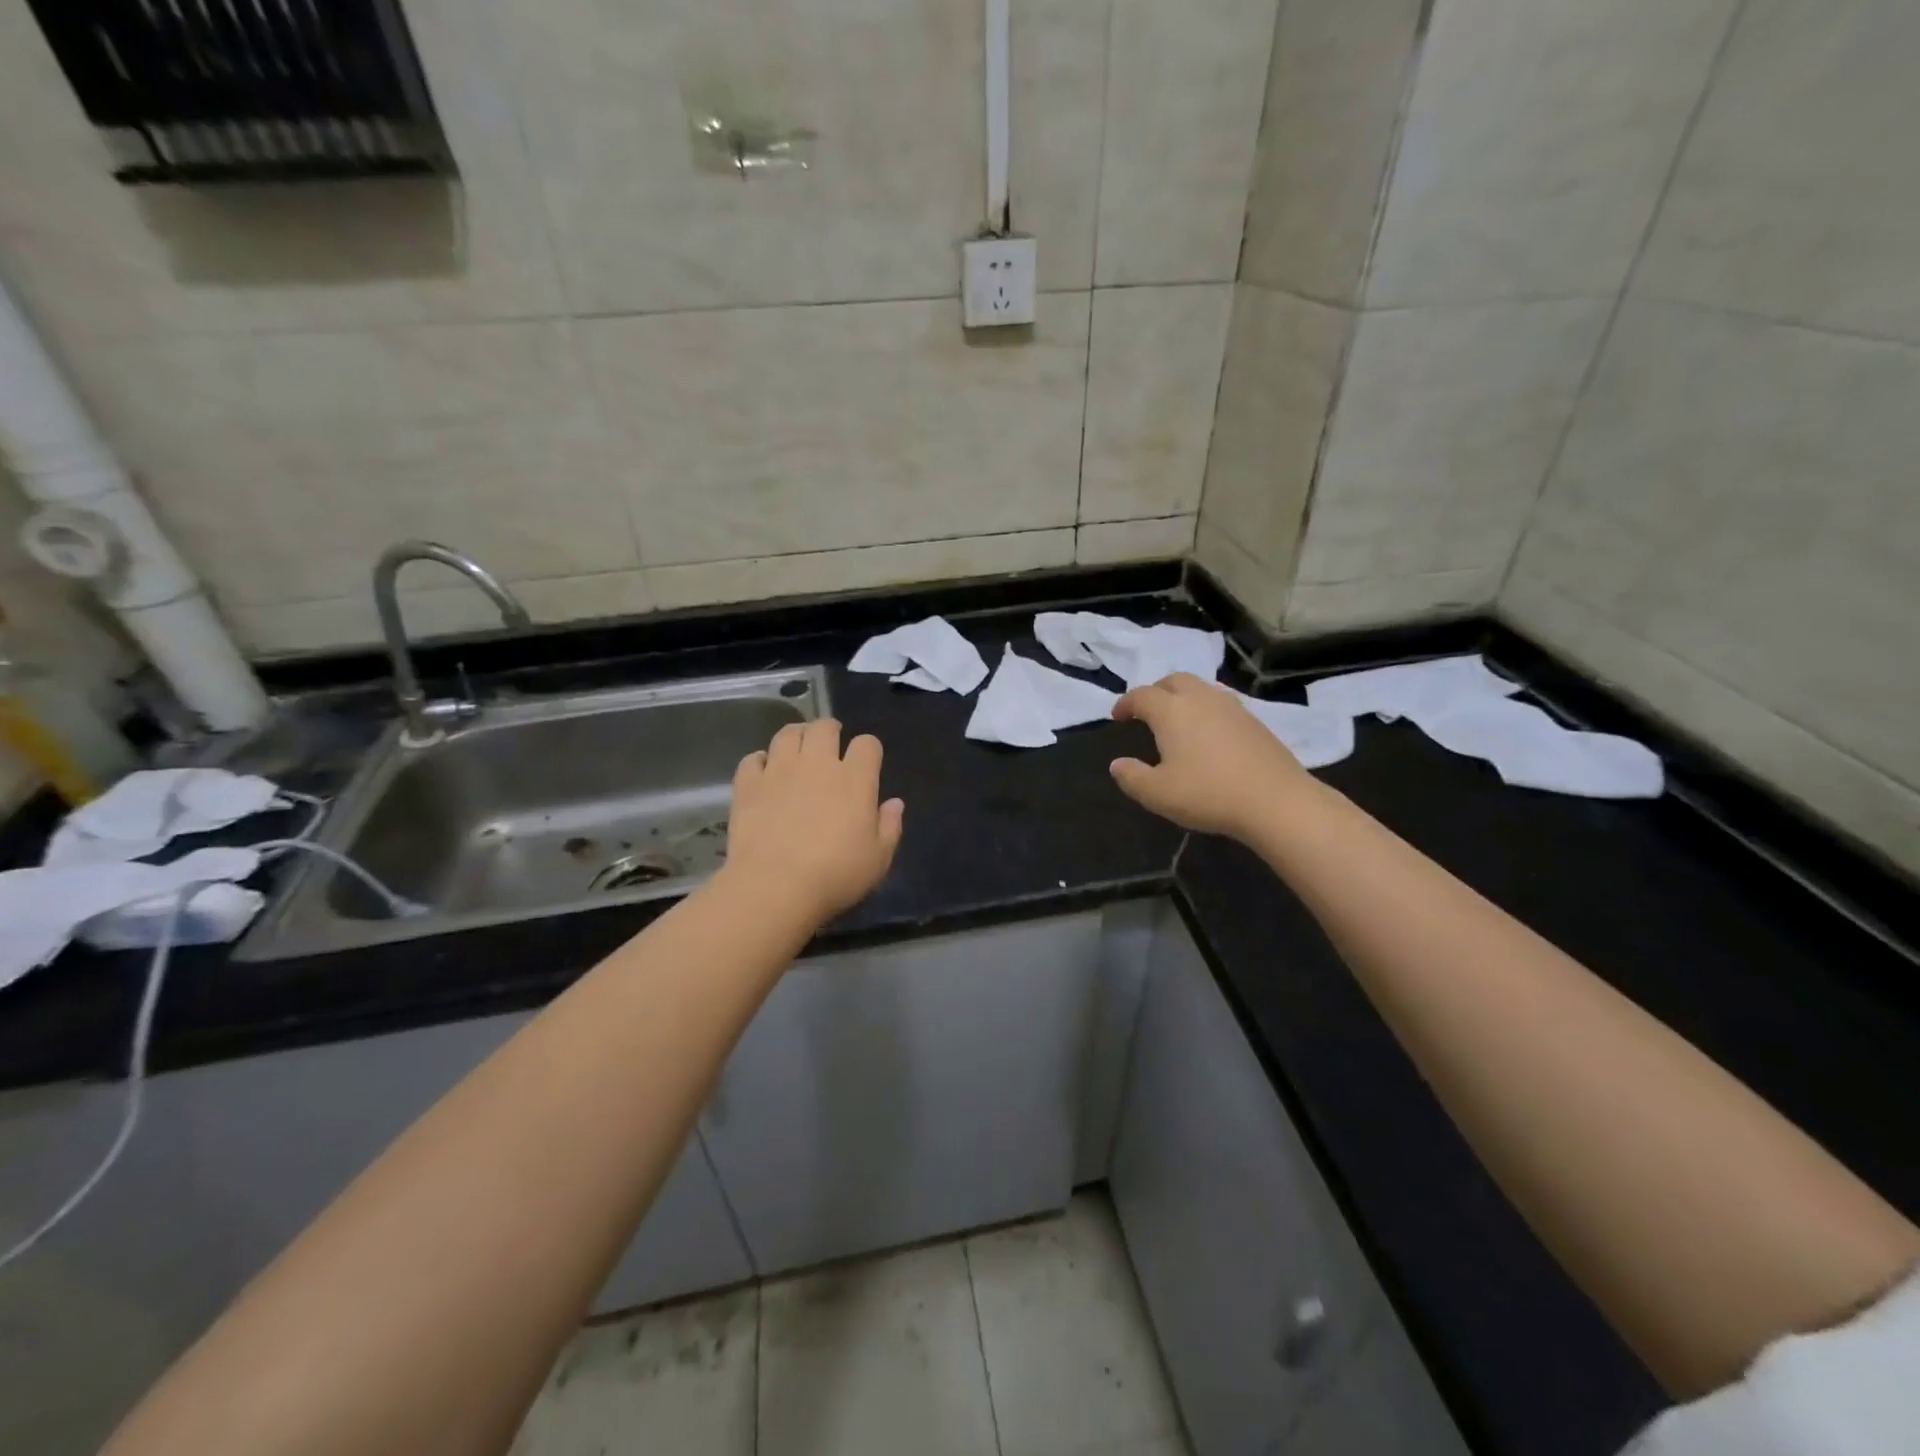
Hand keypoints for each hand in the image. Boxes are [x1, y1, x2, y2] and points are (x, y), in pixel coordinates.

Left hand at [721, 719, 904, 925]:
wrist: (774, 887)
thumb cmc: (835, 875)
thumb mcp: (878, 859)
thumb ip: (890, 826)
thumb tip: (894, 803)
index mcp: (854, 779)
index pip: (867, 744)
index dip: (869, 750)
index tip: (866, 763)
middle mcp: (817, 764)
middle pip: (824, 727)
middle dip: (830, 731)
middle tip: (830, 746)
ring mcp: (779, 771)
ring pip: (787, 734)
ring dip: (796, 737)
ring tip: (798, 750)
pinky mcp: (748, 785)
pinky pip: (753, 759)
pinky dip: (760, 761)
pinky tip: (764, 773)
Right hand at [1110, 674, 1313, 838]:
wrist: (1276, 801)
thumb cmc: (1208, 794)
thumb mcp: (1157, 794)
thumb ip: (1131, 777)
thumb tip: (1117, 764)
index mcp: (1172, 711)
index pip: (1142, 695)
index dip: (1126, 703)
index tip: (1118, 716)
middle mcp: (1201, 699)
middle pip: (1174, 681)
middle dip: (1156, 691)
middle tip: (1147, 711)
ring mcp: (1232, 707)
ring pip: (1201, 688)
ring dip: (1183, 696)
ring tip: (1178, 718)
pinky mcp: (1254, 721)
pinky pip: (1221, 703)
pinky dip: (1206, 709)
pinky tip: (1208, 732)